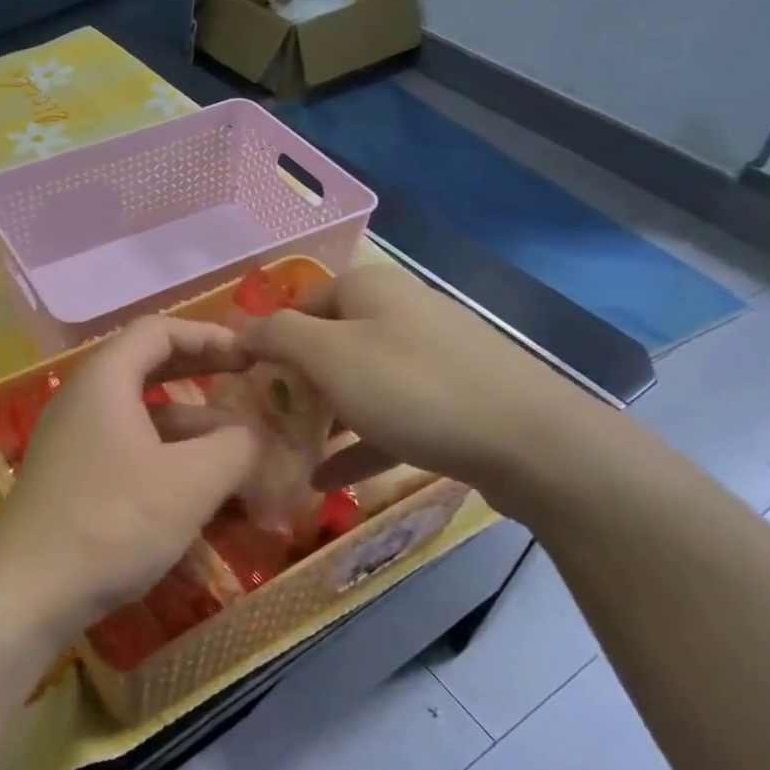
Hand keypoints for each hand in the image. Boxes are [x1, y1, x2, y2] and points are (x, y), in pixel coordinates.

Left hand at [0, 317, 261, 641]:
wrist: (25, 594)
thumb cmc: (112, 522)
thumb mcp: (190, 482)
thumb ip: (236, 446)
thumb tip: (256, 432)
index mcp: (104, 379)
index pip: (159, 330)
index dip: (209, 335)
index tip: (251, 355)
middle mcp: (82, 399)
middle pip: (148, 367)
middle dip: (201, 374)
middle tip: (247, 385)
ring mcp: (72, 440)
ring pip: (141, 416)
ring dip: (190, 426)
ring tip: (239, 451)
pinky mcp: (71, 478)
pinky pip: (127, 450)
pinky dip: (166, 457)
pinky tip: (198, 490)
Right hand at [238, 265, 605, 502]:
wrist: (531, 442)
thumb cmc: (413, 388)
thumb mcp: (329, 356)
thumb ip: (277, 336)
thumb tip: (238, 328)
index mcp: (370, 289)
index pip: (301, 303)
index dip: (269, 338)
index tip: (244, 379)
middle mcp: (401, 312)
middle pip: (331, 343)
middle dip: (296, 382)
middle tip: (266, 419)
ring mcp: (431, 357)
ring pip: (360, 383)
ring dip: (325, 418)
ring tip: (290, 452)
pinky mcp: (453, 400)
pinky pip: (391, 417)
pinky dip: (359, 444)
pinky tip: (327, 480)